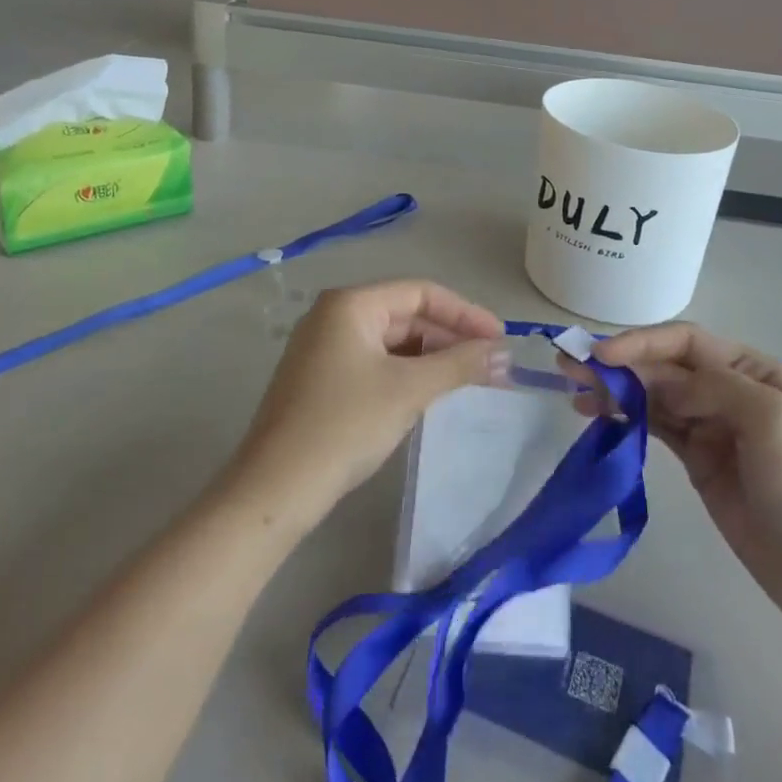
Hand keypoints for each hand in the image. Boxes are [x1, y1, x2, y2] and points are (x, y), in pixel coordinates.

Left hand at [231, 280, 506, 521]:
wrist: (275, 489)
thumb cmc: (344, 425)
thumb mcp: (408, 390)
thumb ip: (459, 364)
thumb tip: (505, 353)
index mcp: (351, 304)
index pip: (420, 292)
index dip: (465, 313)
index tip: (500, 339)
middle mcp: (334, 315)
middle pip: (406, 314)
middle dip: (450, 338)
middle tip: (491, 365)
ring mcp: (324, 348)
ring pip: (392, 341)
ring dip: (431, 358)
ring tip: (469, 380)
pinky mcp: (321, 379)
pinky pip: (375, 363)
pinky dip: (407, 374)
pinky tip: (430, 394)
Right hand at [571, 323, 781, 640]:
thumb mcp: (770, 420)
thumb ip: (711, 387)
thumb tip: (657, 382)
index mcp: (752, 371)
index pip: (685, 342)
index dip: (640, 343)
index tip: (601, 356)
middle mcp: (728, 389)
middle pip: (663, 366)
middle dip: (618, 364)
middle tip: (569, 368)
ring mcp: (710, 426)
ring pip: (653, 395)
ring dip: (615, 390)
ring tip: (575, 394)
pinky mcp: (697, 460)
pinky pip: (655, 427)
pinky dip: (626, 418)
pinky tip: (599, 417)